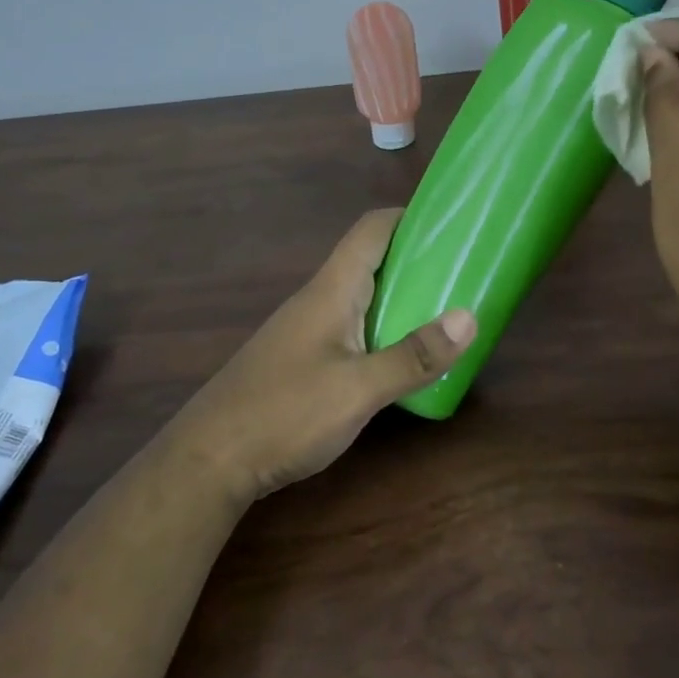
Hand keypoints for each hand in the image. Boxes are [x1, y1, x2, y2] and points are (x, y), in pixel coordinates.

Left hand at [174, 208, 475, 499]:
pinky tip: (402, 357)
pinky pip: (352, 328)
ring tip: (446, 312)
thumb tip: (470, 317)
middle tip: (463, 272)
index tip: (452, 223)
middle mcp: (319, 300)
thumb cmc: (285, 414)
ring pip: (362, 297)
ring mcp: (307, 330)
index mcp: (332, 290)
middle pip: (371, 261)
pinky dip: (383, 329)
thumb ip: (413, 356)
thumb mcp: (359, 390)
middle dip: (416, 259)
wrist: (208, 461)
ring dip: (401, 297)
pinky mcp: (302, 360)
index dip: (410, 217)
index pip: (371, 230)